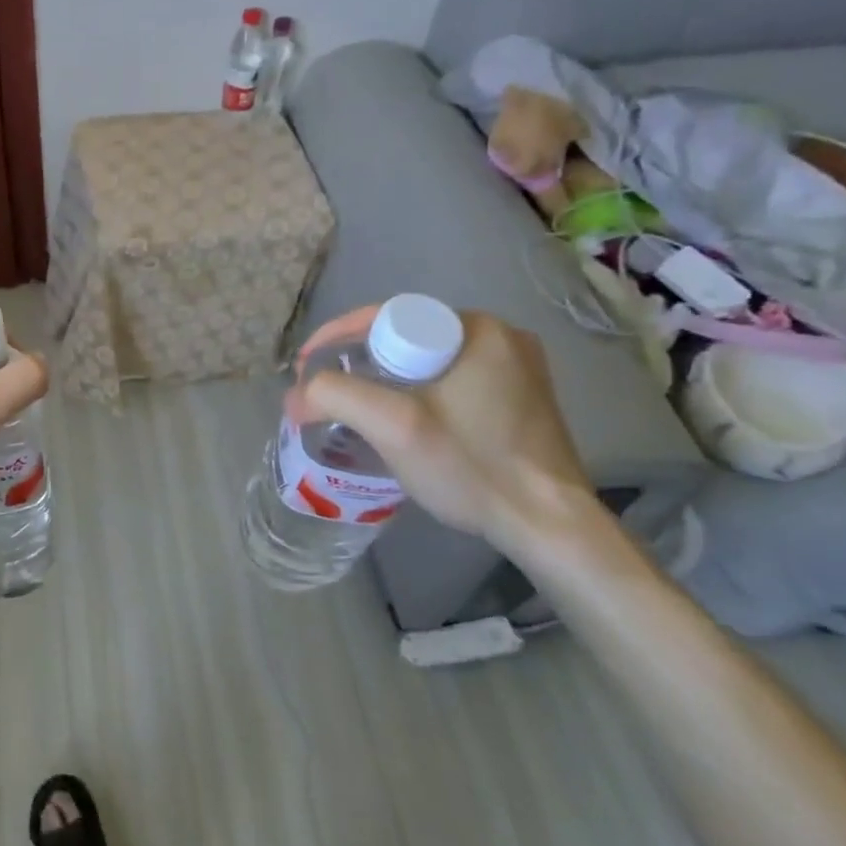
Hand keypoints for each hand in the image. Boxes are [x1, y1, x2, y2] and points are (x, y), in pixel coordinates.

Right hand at [297, 308, 607, 565]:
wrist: (551, 528)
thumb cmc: (473, 466)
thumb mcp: (393, 427)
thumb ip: (334, 397)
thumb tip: (294, 397)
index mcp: (476, 328)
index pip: (384, 317)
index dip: (336, 339)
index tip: (307, 370)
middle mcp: (501, 336)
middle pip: (403, 338)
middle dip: (357, 362)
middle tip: (326, 392)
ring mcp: (516, 368)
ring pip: (425, 361)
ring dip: (385, 379)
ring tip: (353, 408)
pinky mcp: (519, 399)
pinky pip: (449, 380)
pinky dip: (416, 393)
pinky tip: (400, 421)